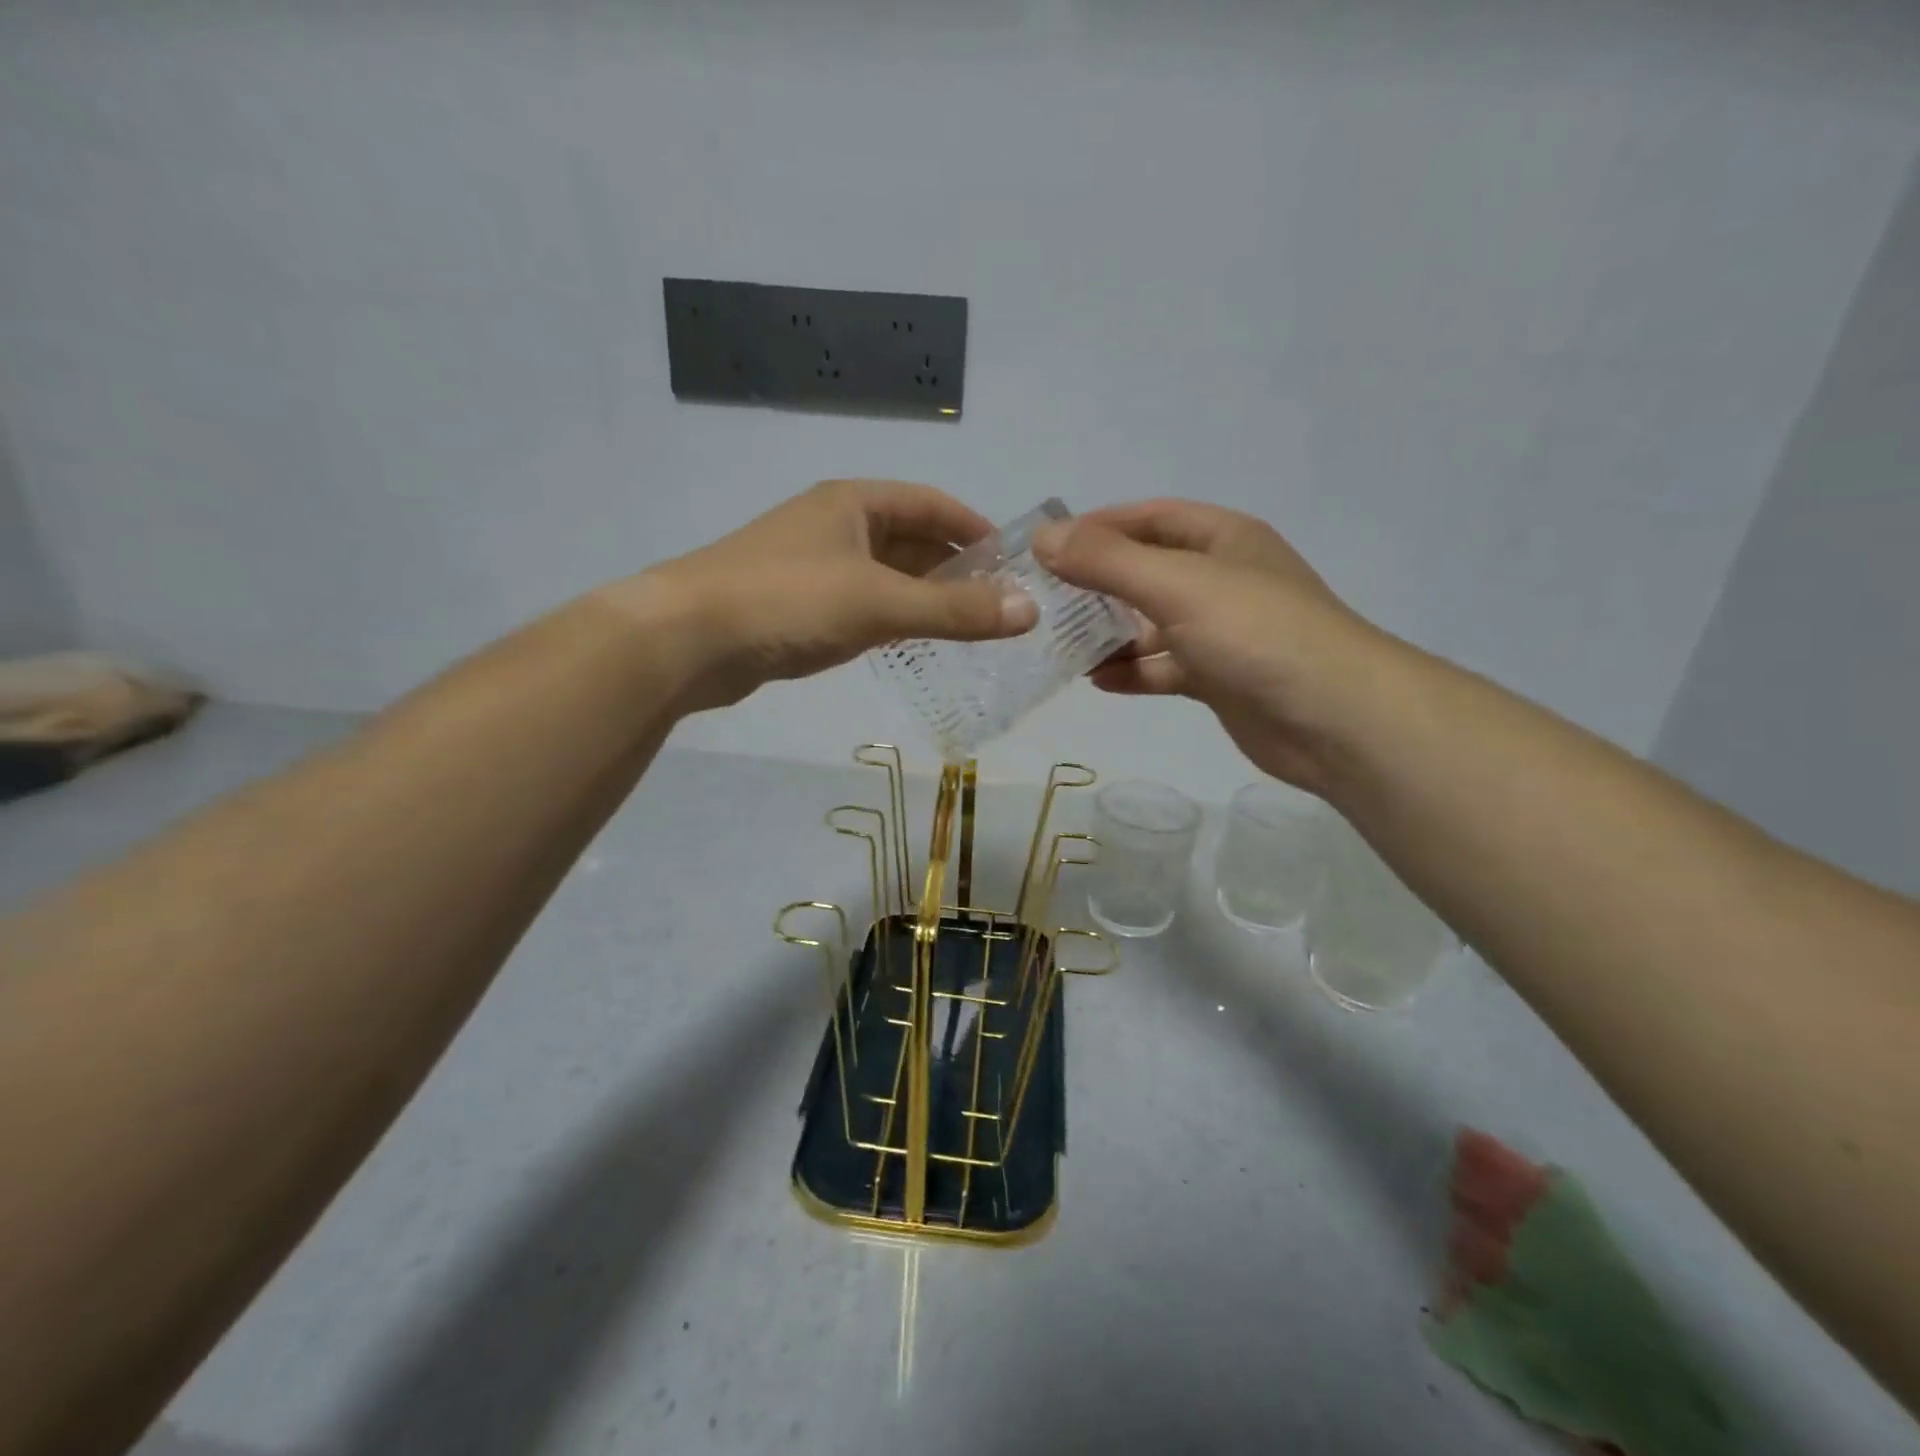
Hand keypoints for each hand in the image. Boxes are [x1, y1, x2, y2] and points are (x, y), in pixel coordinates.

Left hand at [634, 479, 1037, 711]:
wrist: (686, 639)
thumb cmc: (787, 601)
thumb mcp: (879, 603)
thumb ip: (955, 610)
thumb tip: (1030, 611)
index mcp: (854, 502)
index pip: (933, 505)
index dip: (976, 531)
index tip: (1015, 564)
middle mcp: (835, 525)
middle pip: (911, 540)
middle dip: (955, 570)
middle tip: (998, 606)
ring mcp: (812, 566)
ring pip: (885, 576)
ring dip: (924, 598)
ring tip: (967, 629)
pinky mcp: (796, 606)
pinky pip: (861, 605)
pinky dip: (891, 619)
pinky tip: (910, 642)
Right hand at [1032, 500, 1386, 791]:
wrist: (1333, 719)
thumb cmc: (1256, 633)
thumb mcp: (1177, 586)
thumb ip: (1108, 562)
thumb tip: (1044, 538)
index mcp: (1223, 539)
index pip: (1150, 518)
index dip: (1098, 527)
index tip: (1047, 547)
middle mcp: (1223, 579)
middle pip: (1148, 572)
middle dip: (1098, 584)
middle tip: (1045, 601)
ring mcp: (1222, 632)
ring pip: (1153, 624)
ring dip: (1111, 633)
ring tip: (1061, 645)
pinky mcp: (1220, 678)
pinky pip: (1166, 668)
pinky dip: (1134, 672)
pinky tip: (1099, 681)